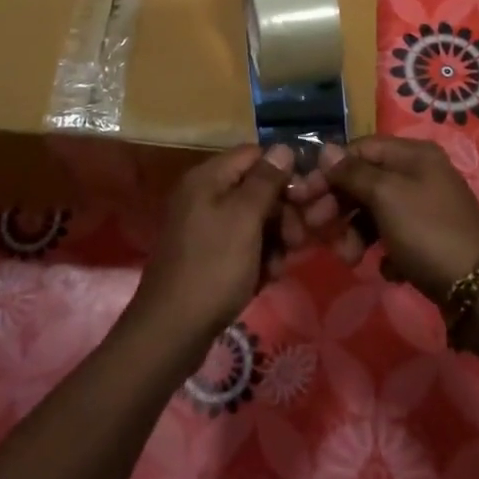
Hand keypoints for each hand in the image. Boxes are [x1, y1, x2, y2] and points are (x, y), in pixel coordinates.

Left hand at [130, 145, 295, 348]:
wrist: (172, 330)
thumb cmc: (213, 267)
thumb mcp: (245, 218)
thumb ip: (266, 181)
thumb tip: (283, 148)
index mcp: (207, 178)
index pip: (254, 155)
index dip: (283, 171)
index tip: (306, 197)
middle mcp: (203, 195)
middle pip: (255, 188)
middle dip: (282, 212)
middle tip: (297, 239)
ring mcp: (204, 227)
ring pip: (253, 220)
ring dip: (274, 239)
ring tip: (279, 265)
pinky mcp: (208, 255)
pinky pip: (242, 244)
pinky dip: (258, 258)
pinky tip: (266, 278)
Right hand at [286, 136, 478, 303]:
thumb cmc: (428, 232)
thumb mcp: (386, 196)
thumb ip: (353, 172)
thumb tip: (326, 150)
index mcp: (413, 154)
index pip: (358, 149)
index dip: (328, 170)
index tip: (303, 197)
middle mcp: (421, 174)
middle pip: (365, 180)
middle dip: (338, 205)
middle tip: (315, 230)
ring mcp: (426, 207)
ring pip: (375, 211)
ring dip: (355, 233)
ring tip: (349, 259)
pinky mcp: (429, 239)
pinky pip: (393, 237)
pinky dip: (382, 250)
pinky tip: (385, 268)